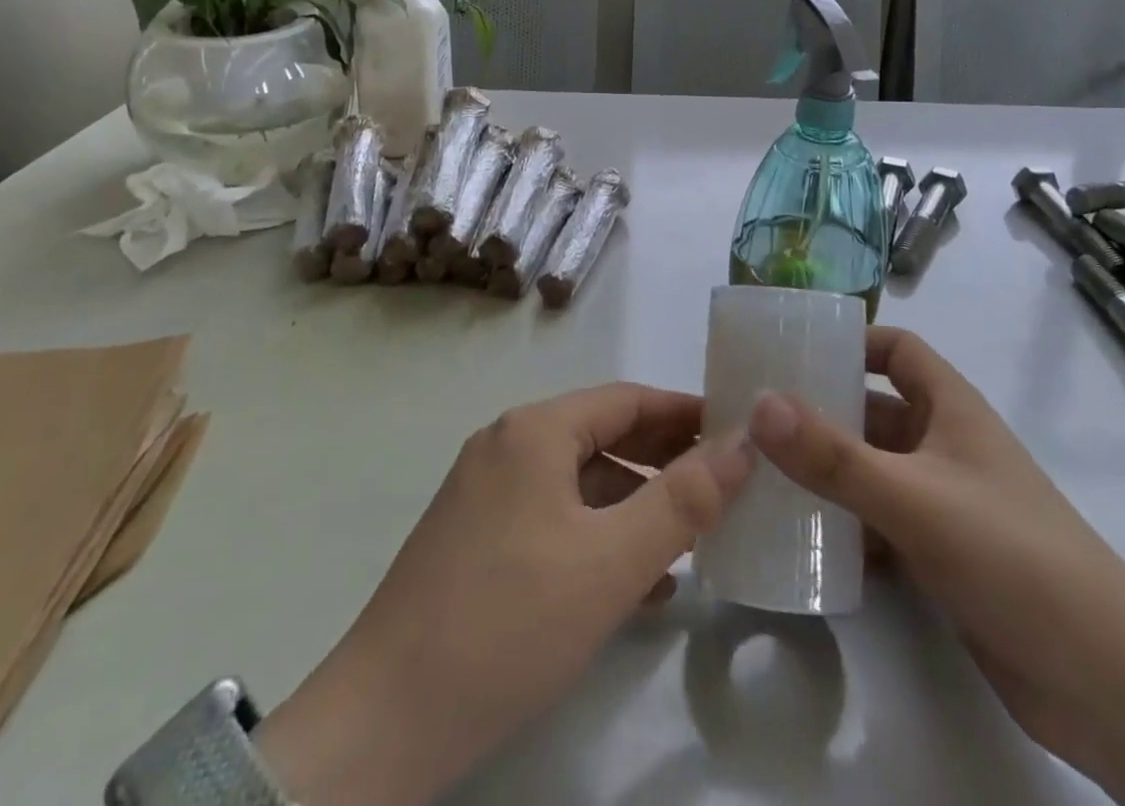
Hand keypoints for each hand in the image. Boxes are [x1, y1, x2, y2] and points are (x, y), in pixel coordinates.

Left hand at [256, 383, 751, 805]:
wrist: (381, 724)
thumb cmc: (508, 623)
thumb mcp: (611, 562)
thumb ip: (684, 500)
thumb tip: (743, 443)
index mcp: (535, 431)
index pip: (627, 399)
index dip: (684, 412)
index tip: (735, 432)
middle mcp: (507, 446)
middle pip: (602, 435)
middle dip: (663, 458)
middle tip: (722, 484)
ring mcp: (485, 493)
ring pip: (579, 482)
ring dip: (635, 504)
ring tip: (690, 539)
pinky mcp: (474, 540)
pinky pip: (552, 518)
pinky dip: (598, 536)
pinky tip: (636, 583)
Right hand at [746, 327, 1124, 768]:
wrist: (1108, 685)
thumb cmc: (1012, 557)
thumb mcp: (913, 499)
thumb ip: (833, 456)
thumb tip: (760, 404)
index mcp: (951, 408)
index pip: (896, 348)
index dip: (850, 341)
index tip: (792, 351)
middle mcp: (946, 446)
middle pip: (874, 410)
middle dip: (821, 410)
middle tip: (753, 416)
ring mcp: (946, 503)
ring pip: (873, 470)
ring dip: (827, 471)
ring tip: (761, 474)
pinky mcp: (943, 558)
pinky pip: (880, 524)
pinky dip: (845, 526)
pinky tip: (801, 540)